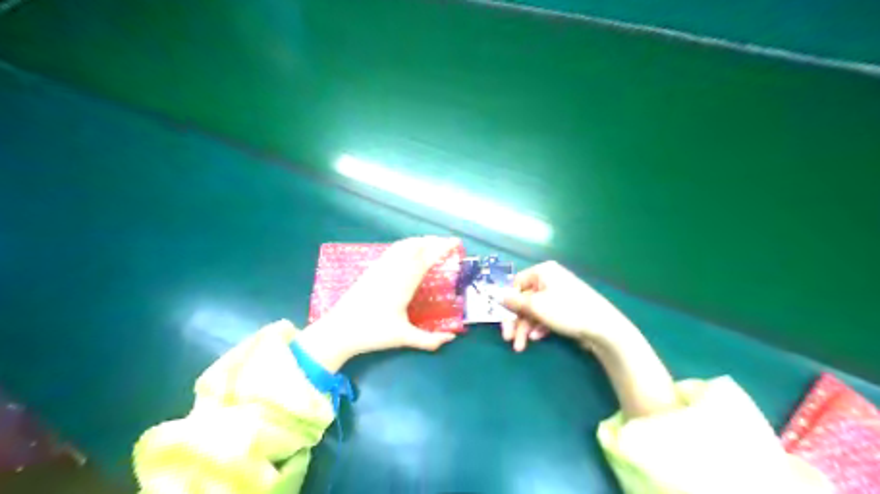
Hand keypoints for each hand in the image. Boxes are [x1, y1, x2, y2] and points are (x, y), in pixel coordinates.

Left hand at [295, 237, 460, 371]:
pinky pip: (392, 250)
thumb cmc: (372, 333)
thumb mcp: (403, 337)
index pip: (426, 259)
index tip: (455, 243)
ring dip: (419, 241)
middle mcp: (392, 271)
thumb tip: (451, 339)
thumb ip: (429, 340)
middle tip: (448, 243)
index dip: (441, 249)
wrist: (339, 330)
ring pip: (402, 246)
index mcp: (403, 284)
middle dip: (433, 241)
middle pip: (415, 247)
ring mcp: (380, 268)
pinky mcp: (371, 270)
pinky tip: (408, 251)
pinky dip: (406, 245)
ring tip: (432, 243)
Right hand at [498, 262, 636, 350]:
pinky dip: (538, 327)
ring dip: (525, 328)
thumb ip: (514, 301)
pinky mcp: (565, 309)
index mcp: (543, 272)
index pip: (516, 284)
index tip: (502, 321)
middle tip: (509, 339)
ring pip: (534, 310)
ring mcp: (558, 295)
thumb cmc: (567, 311)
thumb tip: (499, 296)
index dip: (507, 303)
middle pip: (524, 300)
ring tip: (521, 346)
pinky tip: (537, 338)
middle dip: (515, 321)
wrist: (603, 327)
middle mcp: (550, 280)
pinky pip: (545, 316)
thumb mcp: (536, 306)